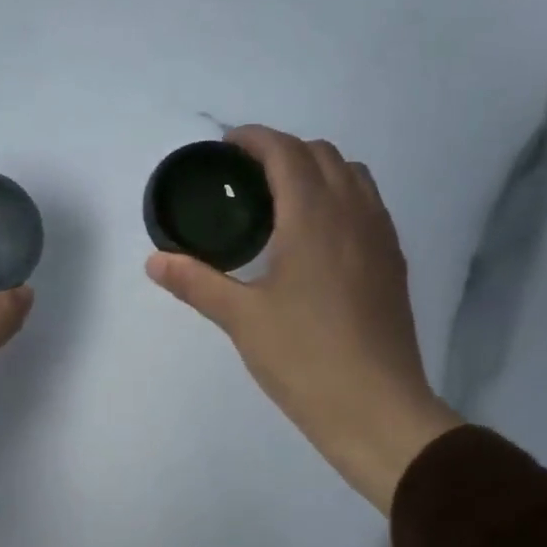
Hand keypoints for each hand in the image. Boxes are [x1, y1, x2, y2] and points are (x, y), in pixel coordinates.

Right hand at [146, 126, 461, 509]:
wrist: (375, 407)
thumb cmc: (304, 358)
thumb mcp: (241, 319)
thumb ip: (197, 282)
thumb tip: (154, 260)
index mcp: (314, 217)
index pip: (286, 152)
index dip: (255, 139)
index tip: (226, 147)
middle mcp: (354, 213)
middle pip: (323, 154)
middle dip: (283, 151)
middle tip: (246, 178)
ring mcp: (380, 237)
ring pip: (353, 176)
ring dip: (317, 171)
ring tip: (283, 201)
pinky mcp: (393, 263)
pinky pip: (368, 205)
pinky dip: (340, 197)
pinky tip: (317, 238)